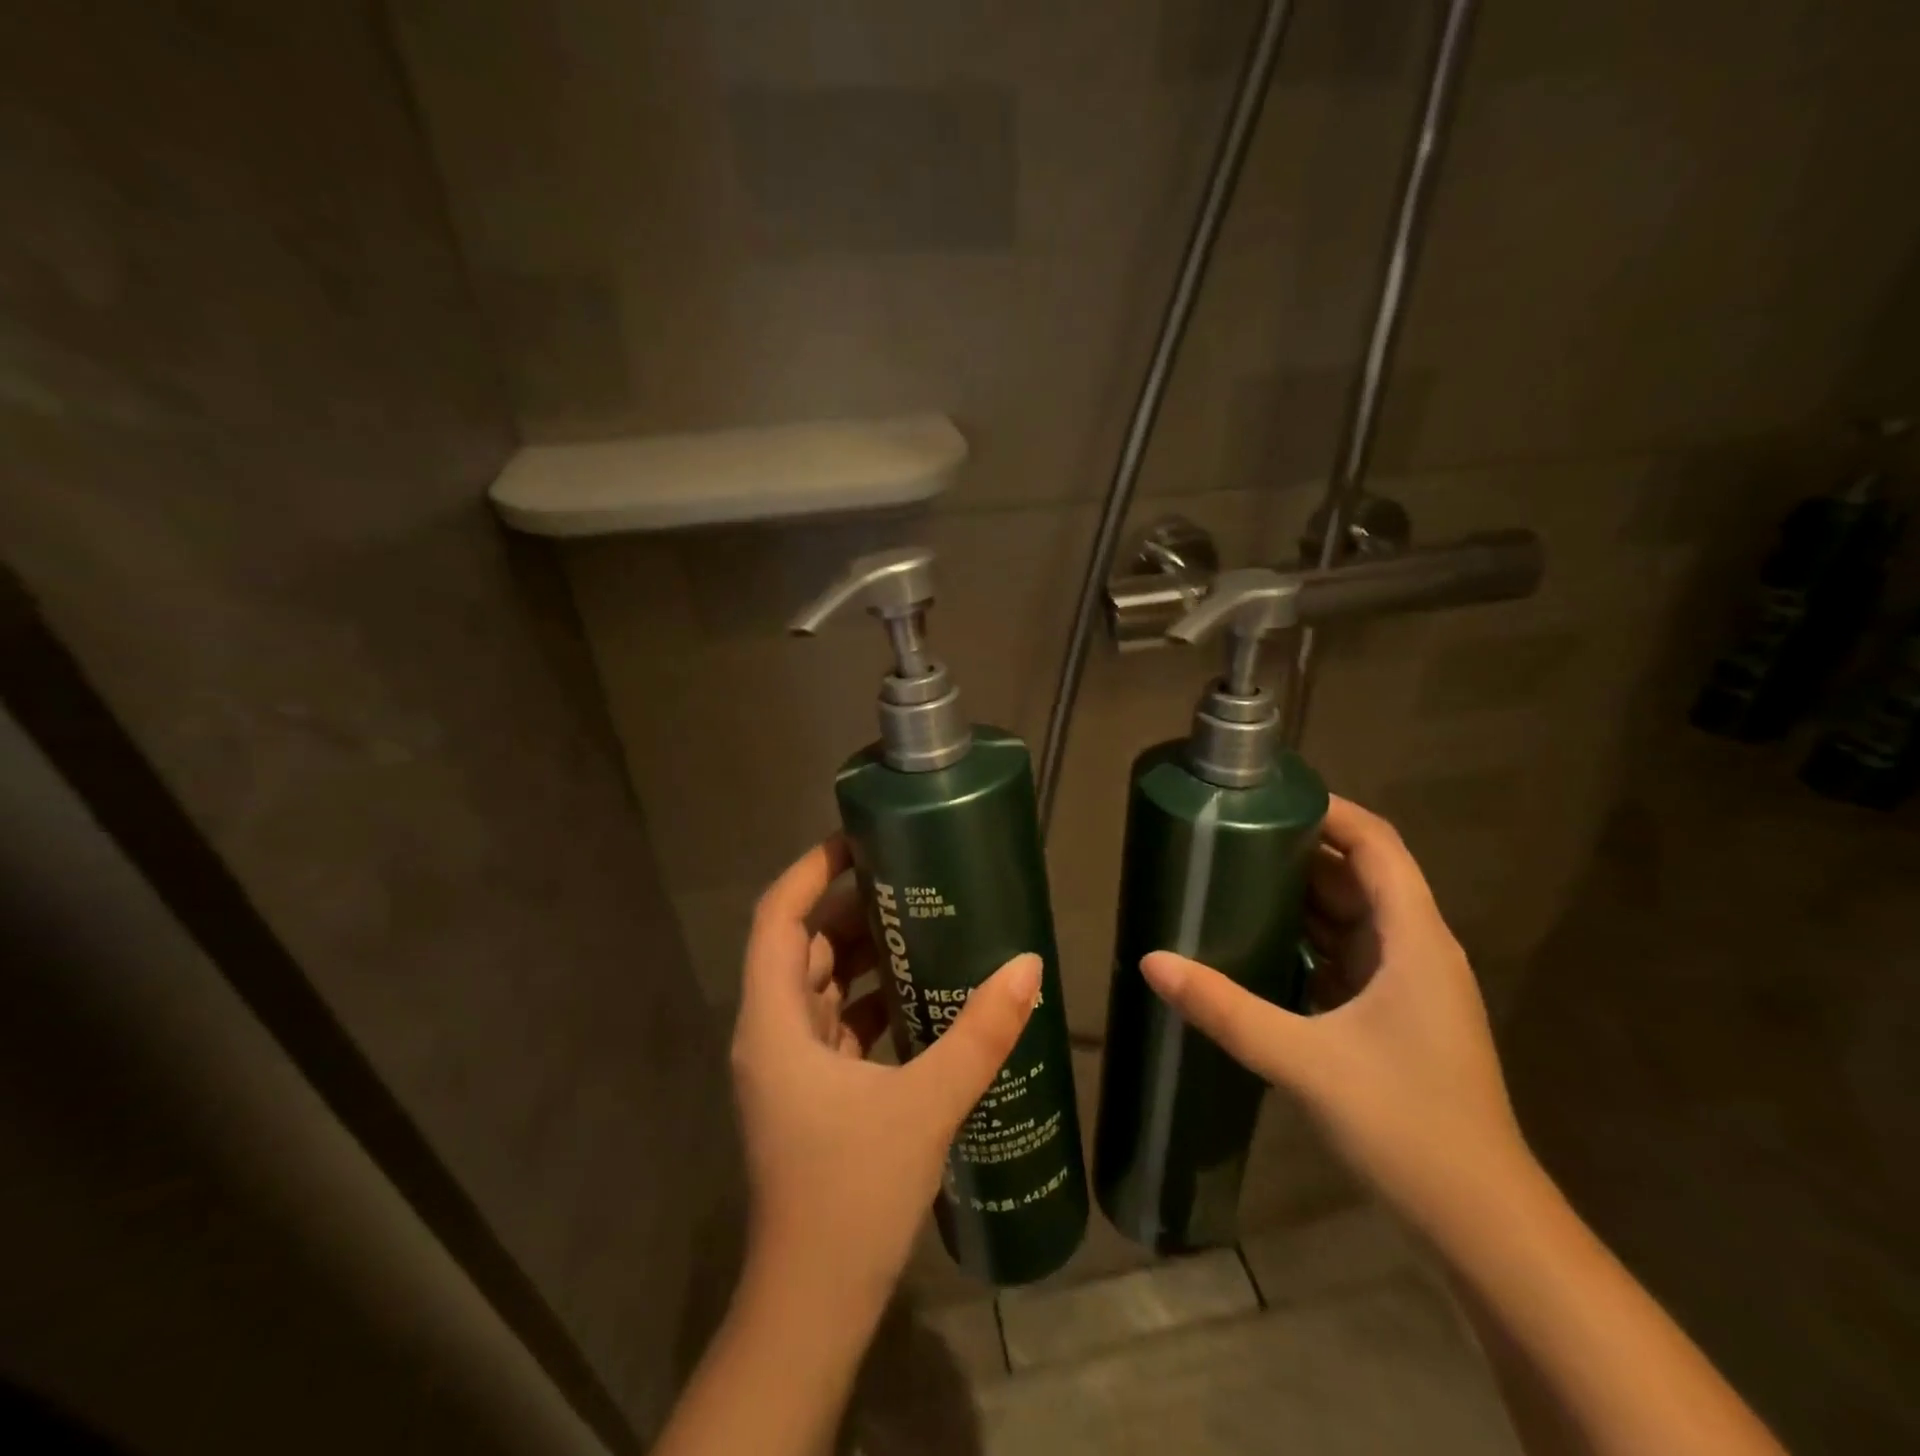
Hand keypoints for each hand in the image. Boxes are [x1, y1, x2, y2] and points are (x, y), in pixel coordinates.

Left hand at [730, 834, 1039, 1316]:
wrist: (812, 1303)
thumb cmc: (851, 1194)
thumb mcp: (925, 1104)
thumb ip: (980, 1033)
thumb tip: (1029, 966)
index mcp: (774, 1021)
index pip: (778, 917)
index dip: (811, 869)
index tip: (858, 838)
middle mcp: (771, 1033)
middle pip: (800, 945)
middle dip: (848, 906)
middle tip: (907, 875)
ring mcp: (788, 1065)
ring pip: (817, 984)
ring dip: (860, 953)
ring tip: (919, 920)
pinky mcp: (810, 1092)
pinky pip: (835, 1022)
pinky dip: (869, 998)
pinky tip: (918, 992)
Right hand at [1141, 795, 1525, 1230]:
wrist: (1480, 1223)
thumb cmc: (1406, 1126)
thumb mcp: (1304, 1061)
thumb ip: (1226, 1008)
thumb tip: (1152, 962)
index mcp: (1413, 938)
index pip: (1376, 844)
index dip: (1329, 810)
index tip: (1267, 798)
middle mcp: (1416, 948)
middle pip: (1359, 874)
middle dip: (1299, 850)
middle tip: (1229, 838)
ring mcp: (1408, 984)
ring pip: (1352, 915)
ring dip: (1300, 896)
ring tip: (1232, 878)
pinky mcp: (1394, 1015)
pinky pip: (1346, 954)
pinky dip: (1306, 938)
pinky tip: (1258, 943)